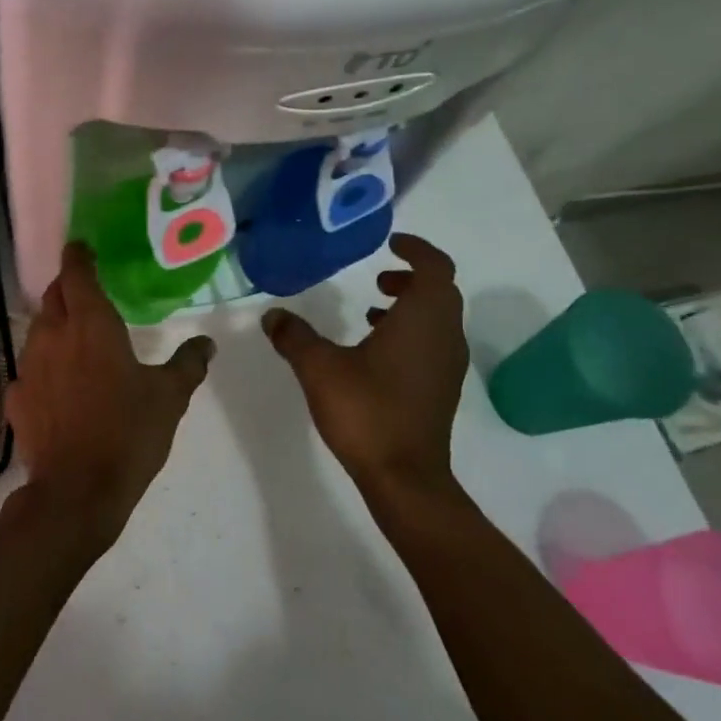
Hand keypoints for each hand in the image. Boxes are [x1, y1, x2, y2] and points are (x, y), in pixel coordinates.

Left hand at [6, 242, 215, 550]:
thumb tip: (207, 344)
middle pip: (53, 296)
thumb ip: (188, 364)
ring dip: (54, 325)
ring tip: (75, 337)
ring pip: (38, 330)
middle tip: (86, 291)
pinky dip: (43, 367)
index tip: (83, 248)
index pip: (77, 273)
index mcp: (91, 324)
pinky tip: (57, 385)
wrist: (77, 491)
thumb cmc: (128, 433)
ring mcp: (29, 366)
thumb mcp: (170, 397)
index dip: (78, 256)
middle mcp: (54, 335)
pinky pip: (29, 369)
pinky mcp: (16, 398)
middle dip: (67, 287)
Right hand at [262, 232, 468, 504]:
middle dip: (411, 277)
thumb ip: (295, 336)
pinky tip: (374, 350)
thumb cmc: (367, 411)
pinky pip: (433, 343)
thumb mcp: (319, 368)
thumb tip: (272, 315)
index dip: (416, 249)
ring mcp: (448, 365)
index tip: (391, 243)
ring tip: (371, 309)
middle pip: (440, 291)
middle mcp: (444, 336)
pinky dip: (411, 331)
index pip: (435, 267)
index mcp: (423, 319)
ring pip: (438, 319)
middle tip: (377, 276)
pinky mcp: (442, 388)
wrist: (404, 477)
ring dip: (410, 306)